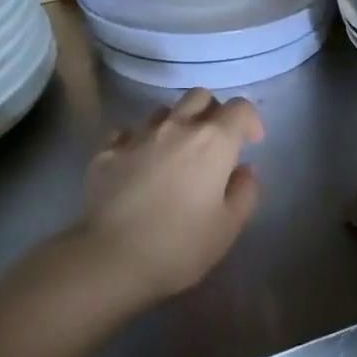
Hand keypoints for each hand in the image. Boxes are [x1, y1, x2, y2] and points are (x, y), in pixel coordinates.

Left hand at [78, 88, 264, 300]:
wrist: (110, 260)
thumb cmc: (180, 246)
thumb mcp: (228, 227)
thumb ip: (245, 192)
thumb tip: (243, 171)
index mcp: (213, 142)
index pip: (240, 108)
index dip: (250, 121)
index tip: (251, 144)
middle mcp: (176, 128)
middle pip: (200, 96)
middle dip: (212, 111)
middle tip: (214, 141)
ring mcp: (137, 136)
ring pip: (163, 111)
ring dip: (175, 124)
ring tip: (175, 153)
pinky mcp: (105, 152)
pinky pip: (126, 132)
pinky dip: (138, 141)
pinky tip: (138, 163)